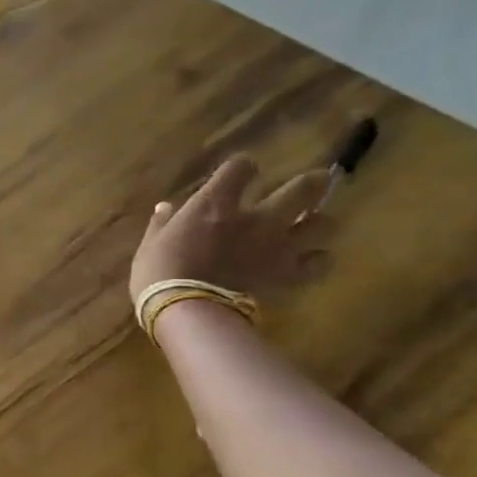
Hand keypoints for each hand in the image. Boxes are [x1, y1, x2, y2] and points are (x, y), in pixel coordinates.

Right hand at [129, 156, 335, 306]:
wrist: (185, 309)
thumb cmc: (159, 272)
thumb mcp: (151, 243)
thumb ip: (163, 223)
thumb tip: (165, 208)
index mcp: (216, 203)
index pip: (241, 166)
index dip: (242, 167)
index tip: (237, 175)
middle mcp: (255, 217)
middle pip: (303, 189)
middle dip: (311, 184)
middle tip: (312, 184)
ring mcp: (277, 246)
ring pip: (324, 224)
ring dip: (319, 222)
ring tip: (310, 225)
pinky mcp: (287, 274)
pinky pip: (320, 263)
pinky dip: (318, 260)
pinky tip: (309, 260)